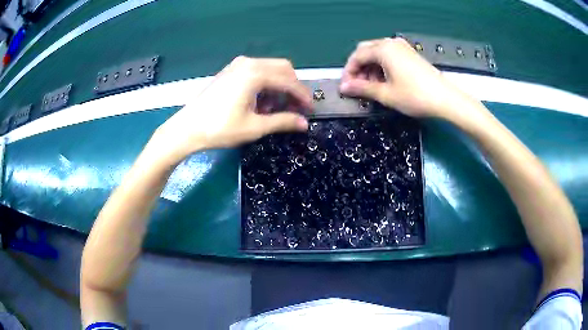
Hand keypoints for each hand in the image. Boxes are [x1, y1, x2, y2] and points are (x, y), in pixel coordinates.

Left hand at [150, 56, 311, 164]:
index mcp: (255, 74)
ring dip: (279, 86)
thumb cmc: (220, 128)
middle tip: (296, 108)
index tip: (310, 110)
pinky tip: (260, 102)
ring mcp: (238, 64)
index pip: (289, 81)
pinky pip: (257, 71)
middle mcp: (249, 63)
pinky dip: (266, 84)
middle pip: (283, 68)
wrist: (187, 128)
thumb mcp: (254, 127)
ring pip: (270, 69)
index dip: (303, 96)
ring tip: (275, 109)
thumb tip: (304, 123)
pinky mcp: (231, 70)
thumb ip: (282, 121)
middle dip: (293, 88)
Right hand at [340, 37, 473, 118]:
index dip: (349, 72)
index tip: (346, 88)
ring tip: (373, 88)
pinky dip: (382, 67)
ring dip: (370, 69)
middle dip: (359, 69)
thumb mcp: (386, 94)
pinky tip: (386, 82)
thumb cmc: (415, 96)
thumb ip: (362, 88)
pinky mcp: (410, 54)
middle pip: (366, 51)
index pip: (357, 56)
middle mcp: (391, 43)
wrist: (445, 99)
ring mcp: (402, 47)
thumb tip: (344, 88)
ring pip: (378, 53)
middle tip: (358, 87)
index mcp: (383, 49)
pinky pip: (389, 56)